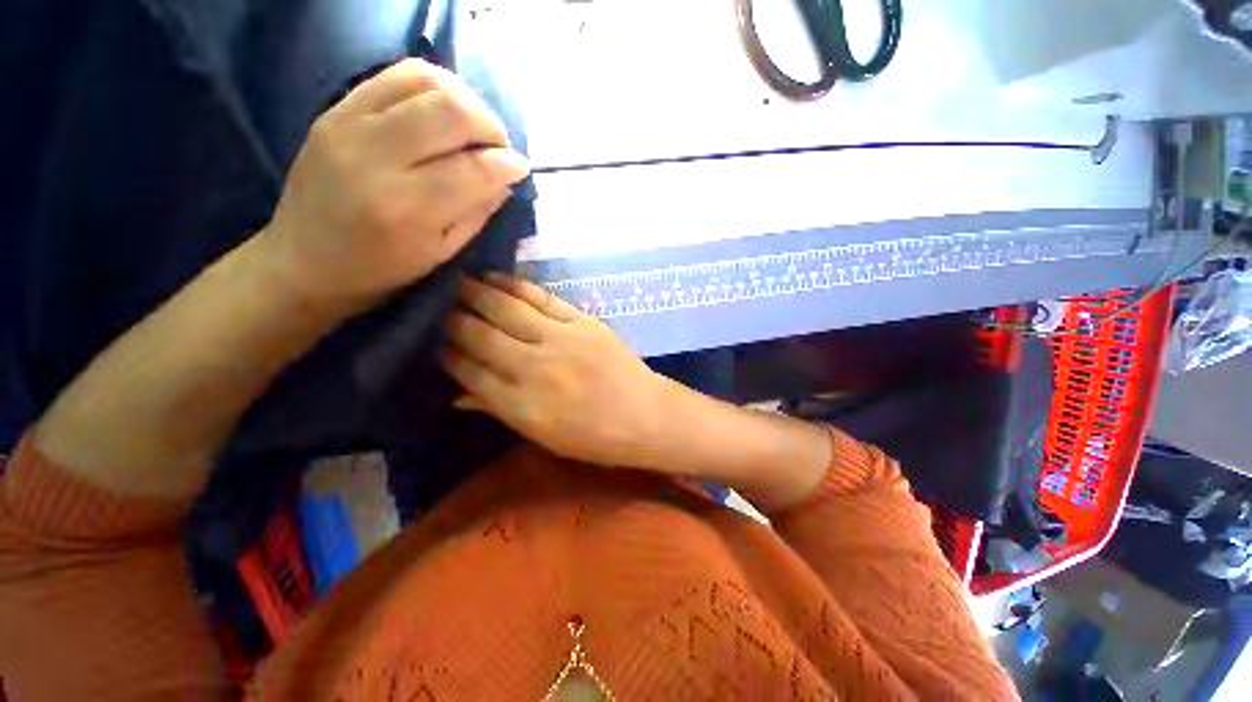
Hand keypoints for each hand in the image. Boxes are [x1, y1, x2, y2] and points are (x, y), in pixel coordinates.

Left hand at [260, 58, 529, 315]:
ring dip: (465, 99)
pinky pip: (393, 74)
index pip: (474, 169)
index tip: (521, 168)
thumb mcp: (442, 254)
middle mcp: (376, 159)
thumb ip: (478, 213)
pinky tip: (443, 108)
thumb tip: (507, 178)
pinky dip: (431, 83)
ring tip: (474, 126)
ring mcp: (349, 126)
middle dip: (491, 126)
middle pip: (452, 112)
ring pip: (424, 81)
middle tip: (499, 146)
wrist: (305, 260)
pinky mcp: (335, 109)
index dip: (508, 164)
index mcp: (408, 210)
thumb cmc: (382, 269)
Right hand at [440, 274, 671, 467]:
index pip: (470, 372)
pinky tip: (495, 277)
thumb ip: (500, 410)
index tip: (435, 344)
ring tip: (457, 283)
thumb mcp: (543, 436)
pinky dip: (514, 285)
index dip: (449, 356)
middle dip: (455, 322)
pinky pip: (541, 297)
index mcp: (521, 405)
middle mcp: (534, 368)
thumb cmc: (594, 437)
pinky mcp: (581, 321)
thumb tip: (458, 394)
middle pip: (481, 336)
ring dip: (476, 294)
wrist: (644, 415)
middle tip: (440, 311)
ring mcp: (559, 339)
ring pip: (506, 310)